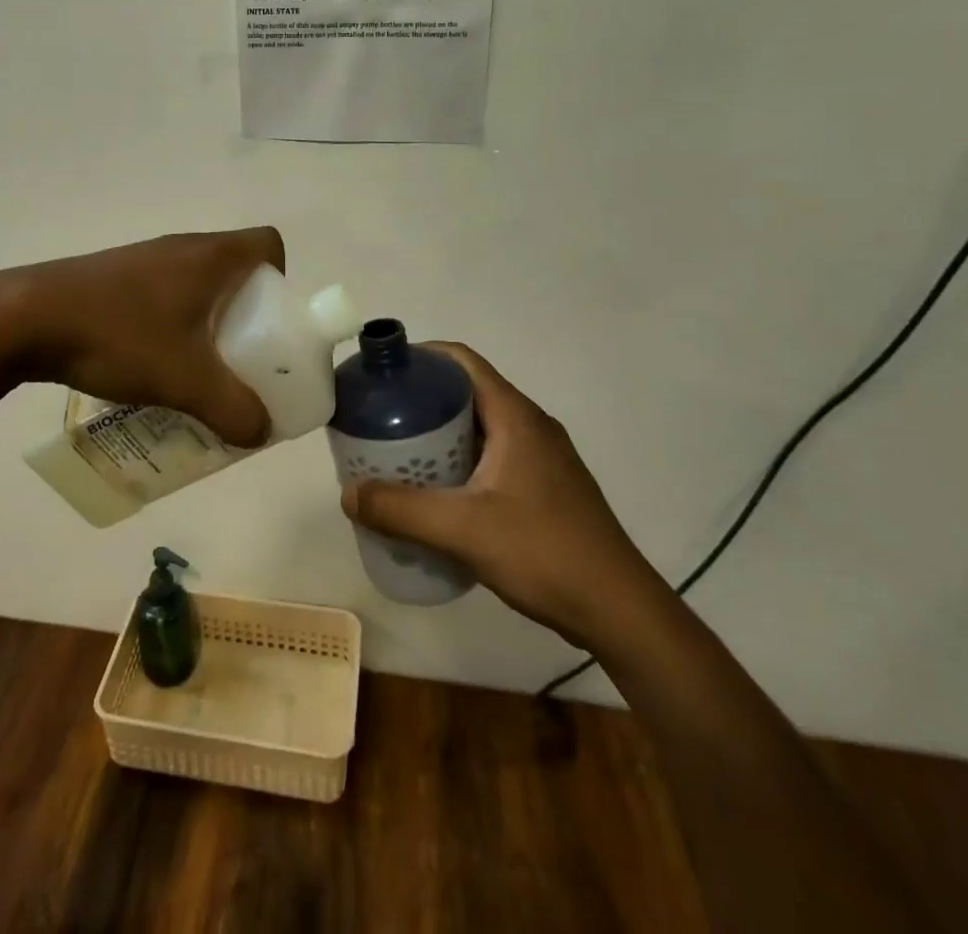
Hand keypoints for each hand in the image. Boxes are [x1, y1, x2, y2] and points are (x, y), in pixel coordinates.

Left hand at [0, 227, 285, 446]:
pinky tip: (151, 364)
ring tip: (198, 370)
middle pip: (235, 269)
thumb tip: (261, 431)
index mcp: (211, 257)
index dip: (281, 279)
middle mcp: (182, 247)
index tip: (271, 322)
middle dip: (247, 314)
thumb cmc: (119, 335)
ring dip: (207, 322)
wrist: (26, 318)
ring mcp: (145, 260)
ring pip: (196, 285)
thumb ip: (234, 409)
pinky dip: (172, 324)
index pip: (268, 244)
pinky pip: (163, 294)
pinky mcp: (115, 277)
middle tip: (241, 359)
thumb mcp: (186, 380)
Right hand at [340, 343, 668, 649]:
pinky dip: (460, 460)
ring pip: (480, 426)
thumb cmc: (544, 553)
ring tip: (398, 454)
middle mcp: (530, 425)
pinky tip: (438, 493)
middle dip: (421, 400)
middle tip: (379, 419)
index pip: (461, 361)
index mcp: (515, 416)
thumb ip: (401, 510)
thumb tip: (348, 494)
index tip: (381, 374)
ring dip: (439, 433)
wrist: (620, 610)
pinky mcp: (547, 486)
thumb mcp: (463, 530)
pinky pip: (493, 454)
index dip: (420, 357)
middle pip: (467, 392)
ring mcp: (543, 457)